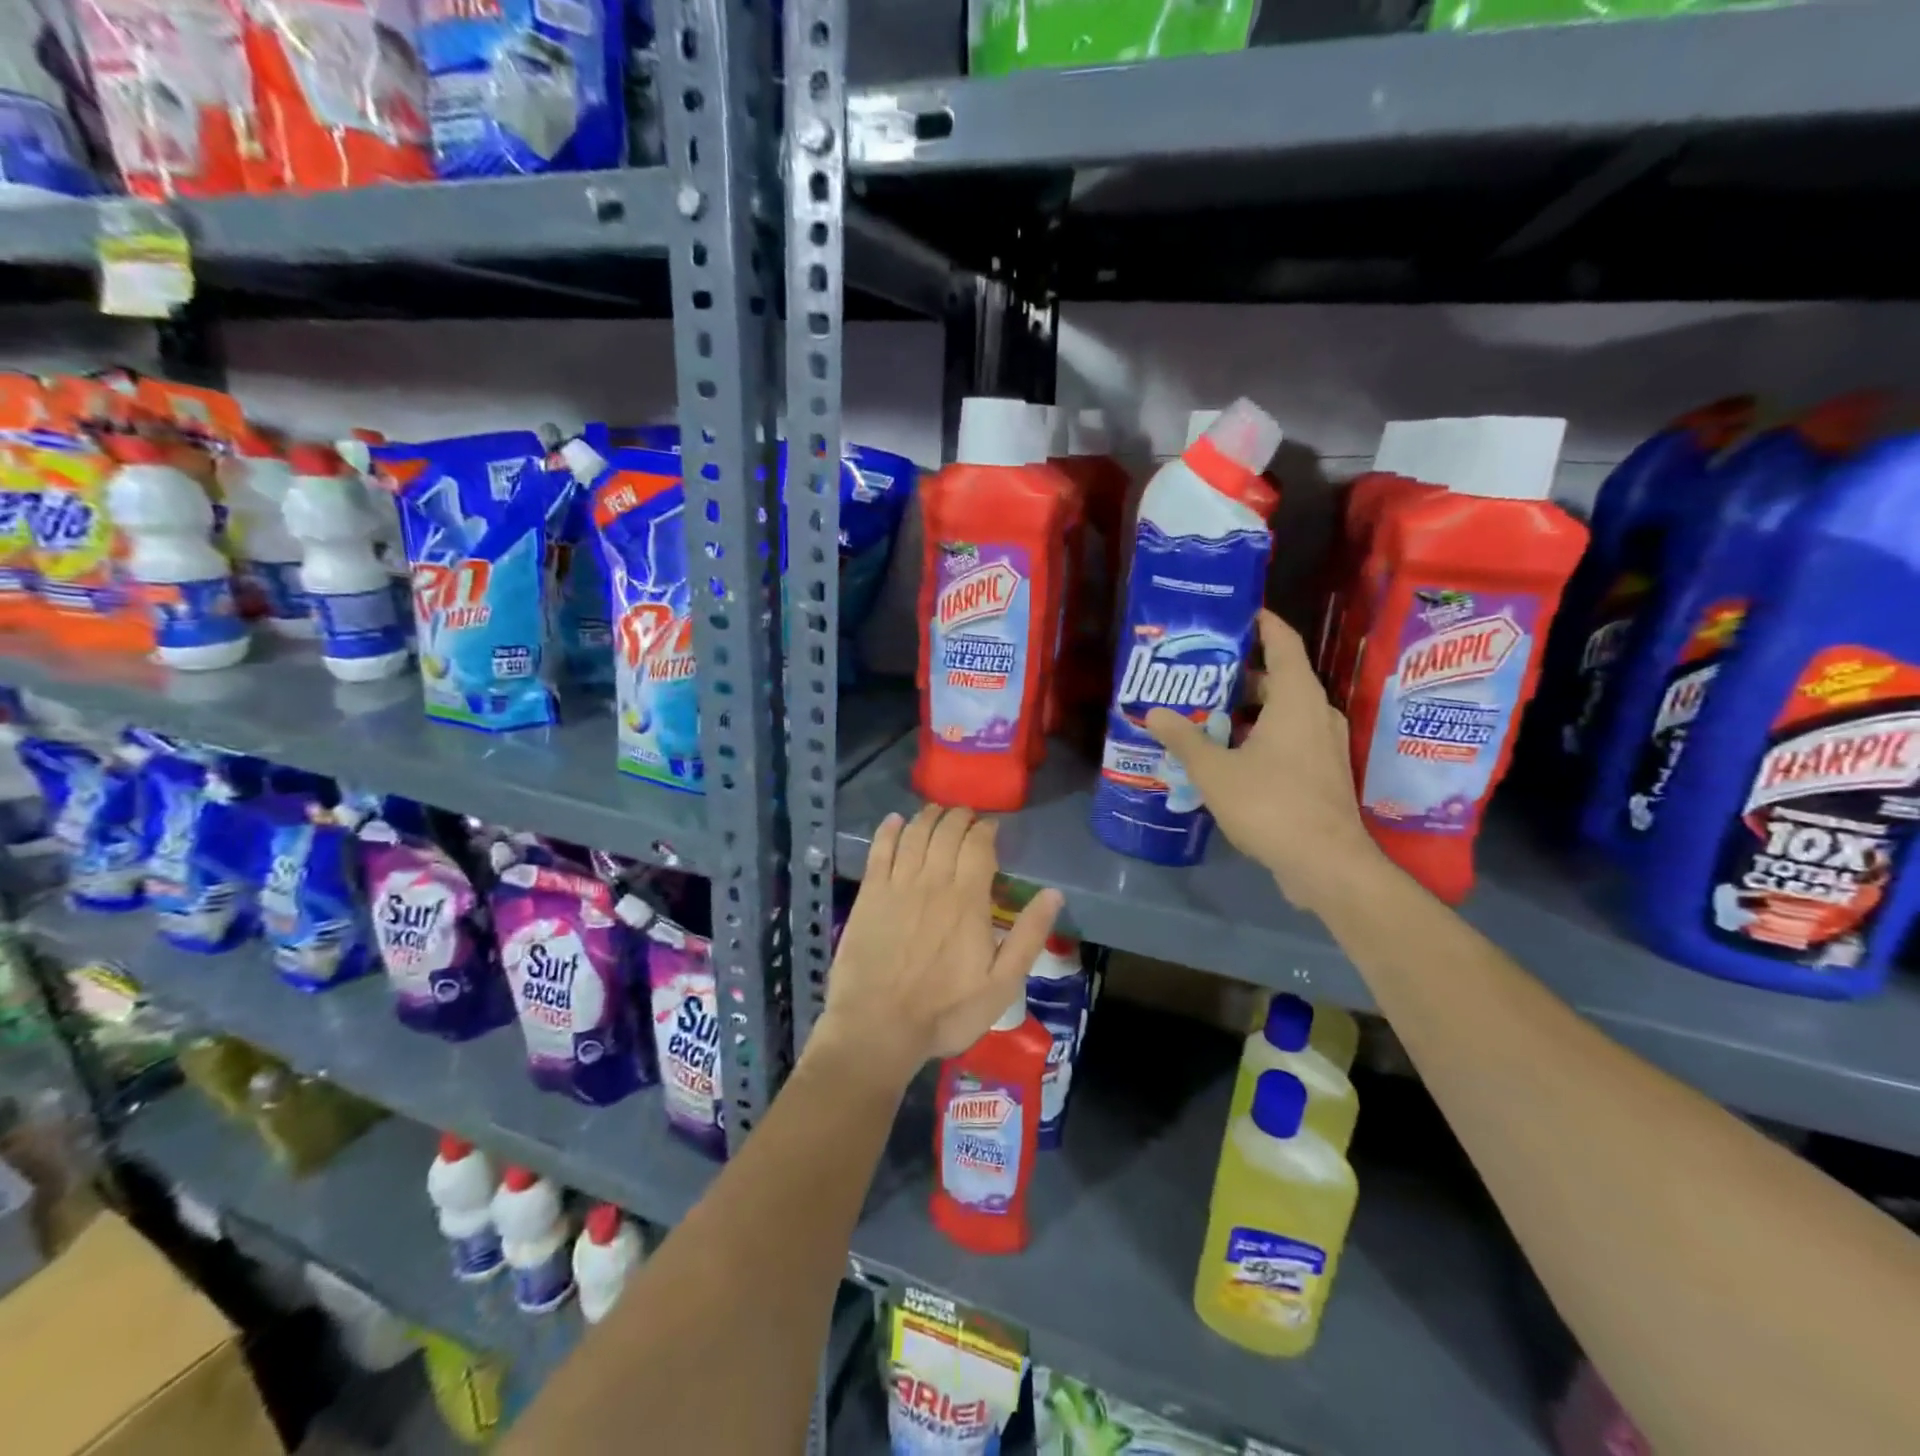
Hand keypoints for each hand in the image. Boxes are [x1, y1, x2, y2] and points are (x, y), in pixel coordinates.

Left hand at [815, 806, 1062, 1082]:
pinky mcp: (869, 894)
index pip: (978, 845)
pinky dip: (888, 830)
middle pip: (946, 832)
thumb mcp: (1002, 984)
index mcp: (968, 900)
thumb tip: (1054, 894)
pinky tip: (894, 820)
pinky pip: (879, 850)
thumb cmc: (946, 1011)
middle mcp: (933, 882)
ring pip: (914, 834)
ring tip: (936, 811)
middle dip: (959, 817)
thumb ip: (1028, 936)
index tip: (991, 827)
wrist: (879, 1027)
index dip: (986, 829)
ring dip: (927, 817)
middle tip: (965, 816)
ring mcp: (897, 885)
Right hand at [1145, 609, 1385, 913]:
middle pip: (1279, 680)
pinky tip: (1228, 756)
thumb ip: (1184, 739)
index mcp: (1296, 699)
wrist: (1326, 864)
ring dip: (1248, 712)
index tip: (1238, 614)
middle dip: (1240, 676)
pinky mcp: (1323, 773)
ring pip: (1283, 713)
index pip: (1284, 643)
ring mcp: (1324, 745)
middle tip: (1200, 676)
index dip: (1263, 624)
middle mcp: (1317, 713)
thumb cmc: (1271, 804)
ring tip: (1206, 716)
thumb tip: (1154, 713)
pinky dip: (1260, 737)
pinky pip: (1288, 739)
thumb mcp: (1215, 771)